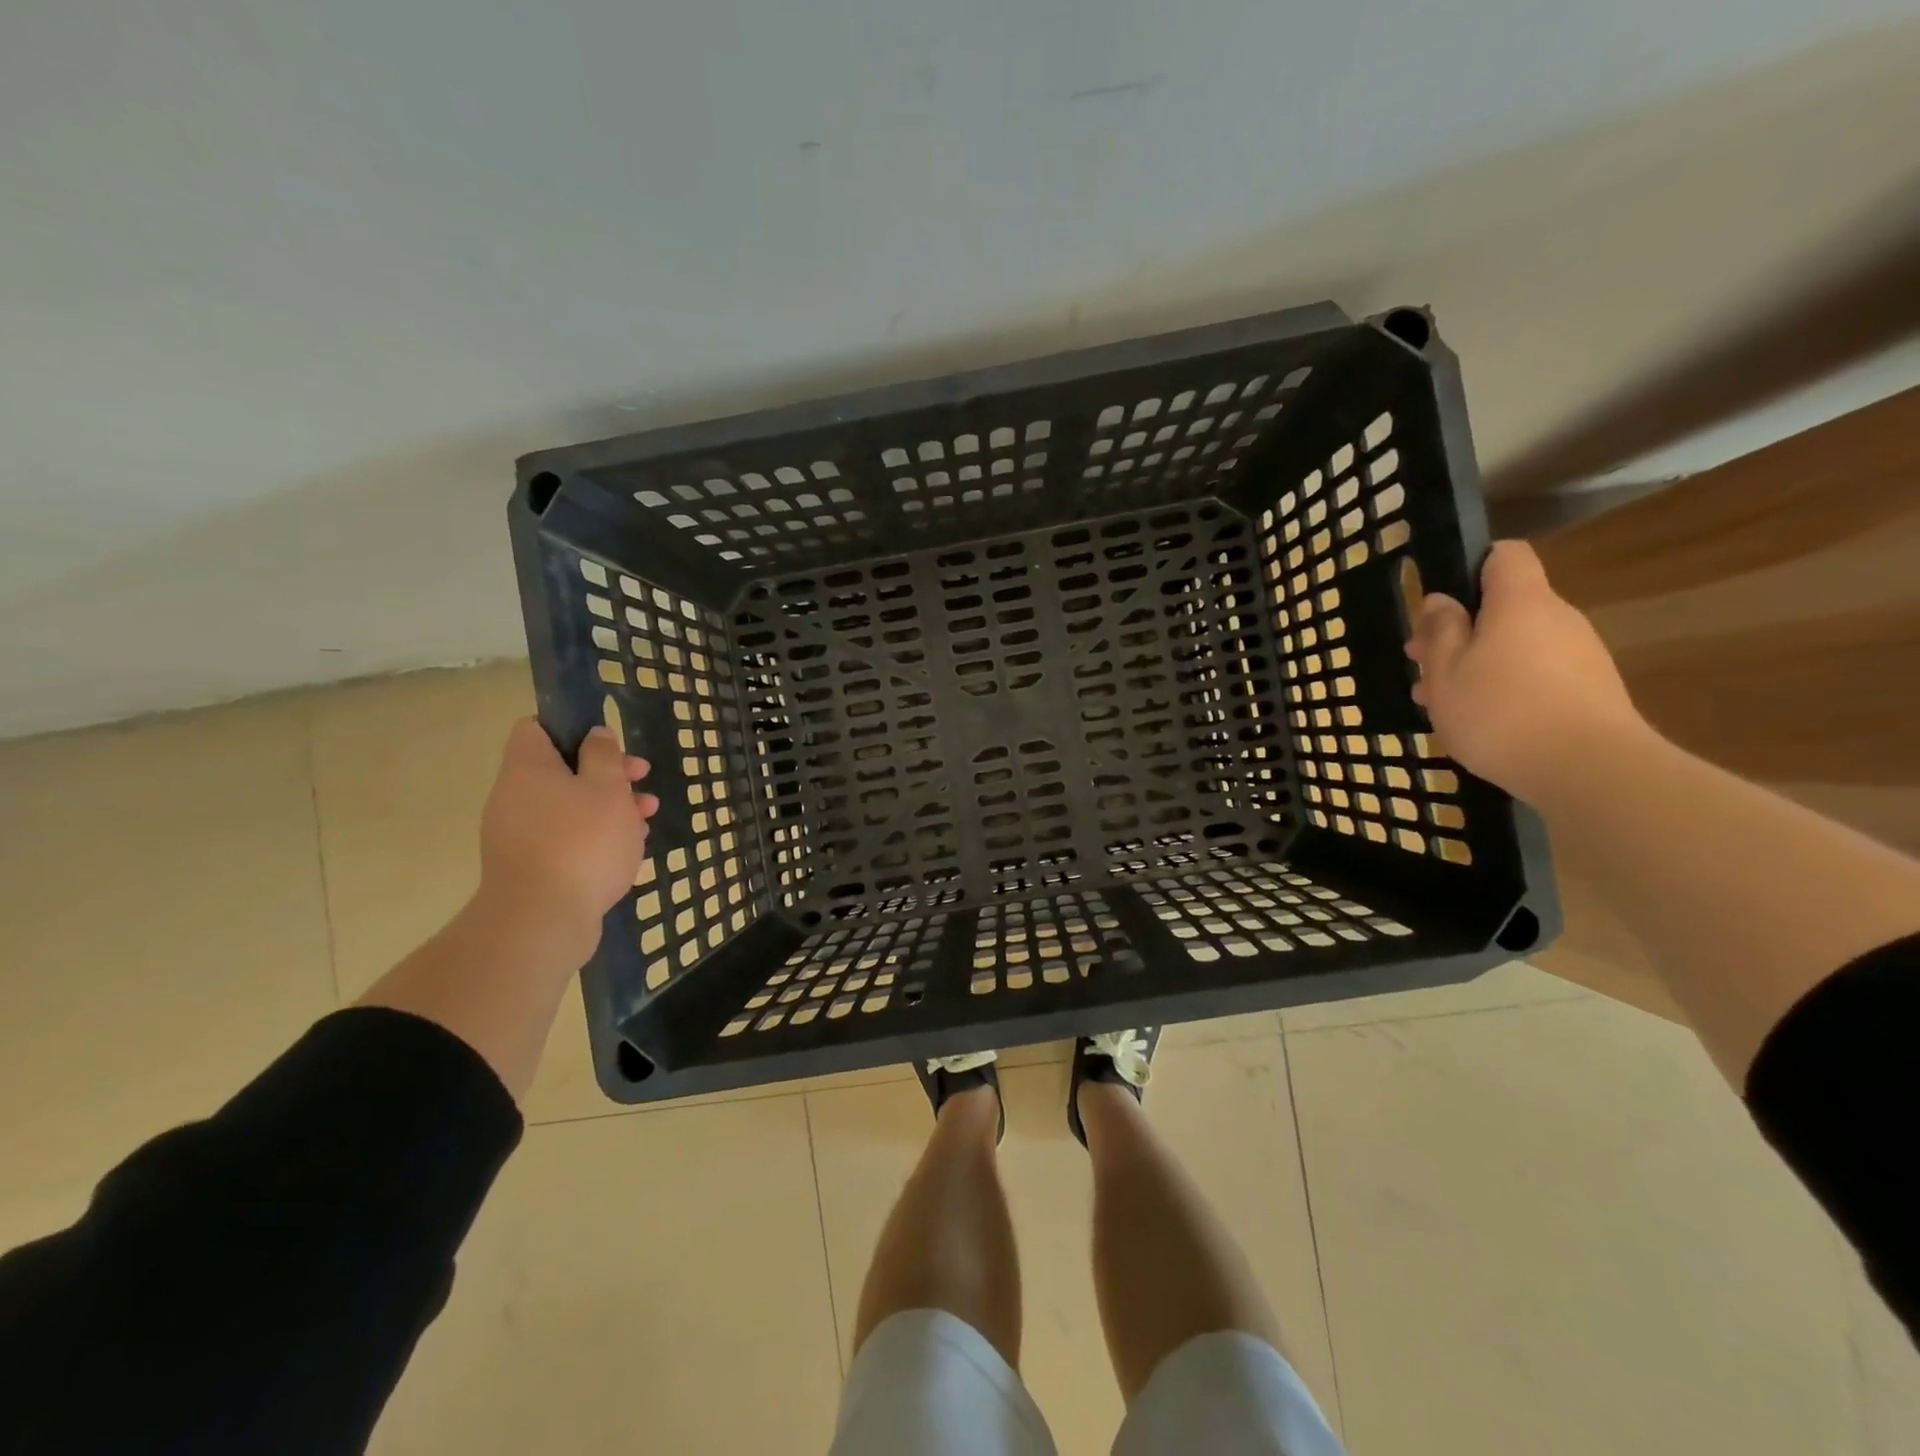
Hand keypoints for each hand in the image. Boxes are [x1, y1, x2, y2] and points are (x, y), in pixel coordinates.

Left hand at [476, 720, 658, 935]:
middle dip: (607, 772)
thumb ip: (604, 756)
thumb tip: (595, 734)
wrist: (543, 920)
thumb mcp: (607, 788)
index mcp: (528, 769)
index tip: (606, 740)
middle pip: (562, 770)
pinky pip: (567, 838)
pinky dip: (596, 836)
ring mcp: (520, 835)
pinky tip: (629, 848)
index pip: (536, 728)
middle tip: (642, 778)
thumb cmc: (582, 842)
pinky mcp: (532, 867)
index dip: (571, 726)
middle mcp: (516, 797)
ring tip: (647, 818)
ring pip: (570, 806)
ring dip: (610, 806)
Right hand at [1404, 540, 1649, 802]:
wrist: (1590, 771)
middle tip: (1422, 666)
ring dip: (1477, 664)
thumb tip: (1441, 601)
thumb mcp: (1445, 672)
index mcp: (1520, 603)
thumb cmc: (1500, 712)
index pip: (1504, 556)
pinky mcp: (1591, 690)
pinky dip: (1505, 687)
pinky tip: (1482, 722)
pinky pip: (1537, 673)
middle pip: (1505, 607)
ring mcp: (1580, 655)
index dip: (1471, 567)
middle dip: (1461, 631)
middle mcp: (1557, 618)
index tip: (1441, 604)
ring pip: (1516, 645)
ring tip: (1442, 703)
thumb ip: (1440, 631)